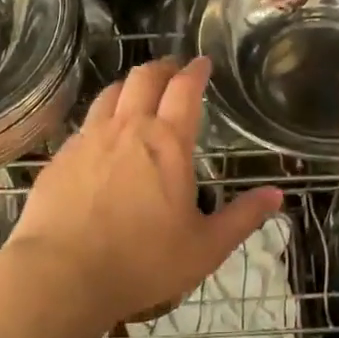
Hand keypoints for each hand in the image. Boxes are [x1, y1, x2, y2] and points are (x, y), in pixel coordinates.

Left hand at [10, 57, 283, 328]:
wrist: (62, 275)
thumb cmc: (143, 261)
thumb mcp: (205, 247)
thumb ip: (243, 217)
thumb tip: (278, 195)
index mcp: (168, 142)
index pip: (185, 89)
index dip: (196, 70)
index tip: (203, 62)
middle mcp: (128, 128)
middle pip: (144, 78)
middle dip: (162, 67)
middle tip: (173, 70)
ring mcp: (88, 139)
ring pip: (110, 93)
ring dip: (129, 86)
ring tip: (137, 93)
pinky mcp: (61, 157)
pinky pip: (85, 123)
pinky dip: (101, 118)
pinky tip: (102, 137)